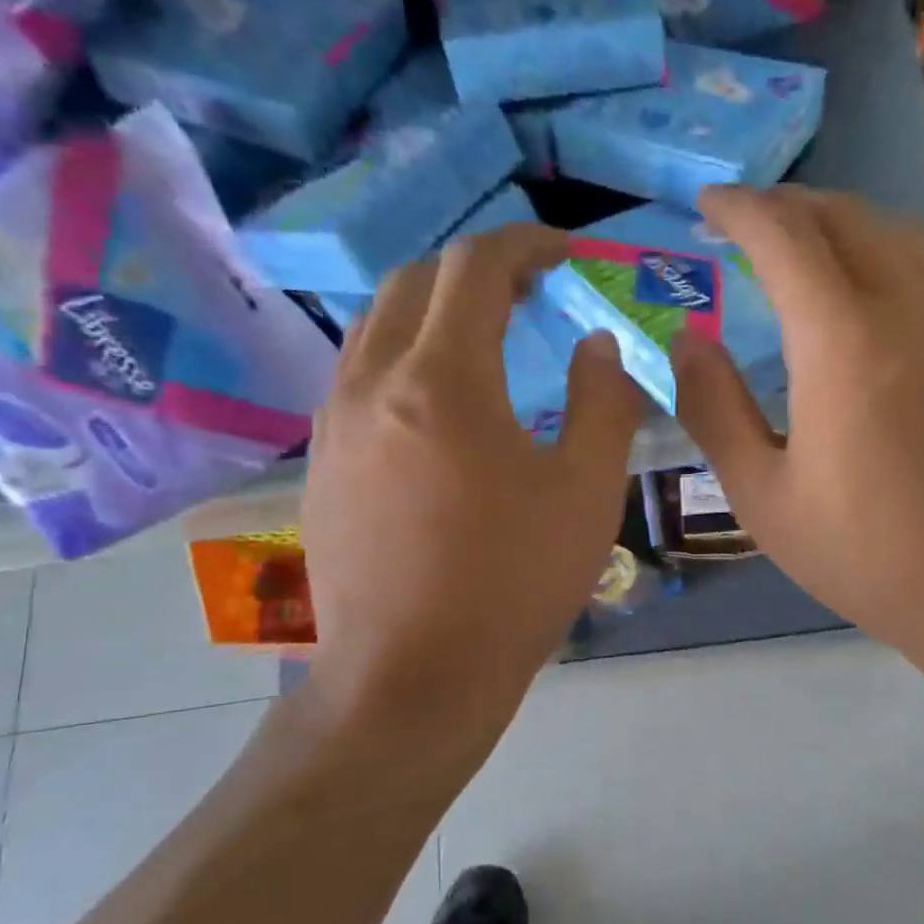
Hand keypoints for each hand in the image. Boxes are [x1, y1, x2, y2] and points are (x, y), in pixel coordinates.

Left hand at [302, 224, 643, 726]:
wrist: (411, 679)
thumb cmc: (512, 584)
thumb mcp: (587, 491)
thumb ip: (602, 402)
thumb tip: (595, 345)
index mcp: (441, 379)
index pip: (476, 265)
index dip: (527, 244)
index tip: (568, 256)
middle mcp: (371, 381)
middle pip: (417, 280)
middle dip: (480, 269)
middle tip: (533, 293)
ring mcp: (333, 422)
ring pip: (378, 324)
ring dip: (436, 309)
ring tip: (489, 339)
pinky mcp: (321, 462)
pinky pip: (360, 374)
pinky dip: (407, 355)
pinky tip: (443, 405)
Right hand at [672, 186, 923, 674]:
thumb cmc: (866, 554)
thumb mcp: (763, 496)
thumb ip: (714, 408)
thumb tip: (687, 341)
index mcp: (842, 340)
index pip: (783, 235)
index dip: (738, 208)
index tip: (705, 204)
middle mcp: (907, 305)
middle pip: (843, 216)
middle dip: (785, 205)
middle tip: (744, 223)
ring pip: (894, 233)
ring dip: (838, 224)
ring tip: (799, 249)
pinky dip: (883, 254)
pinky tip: (866, 293)